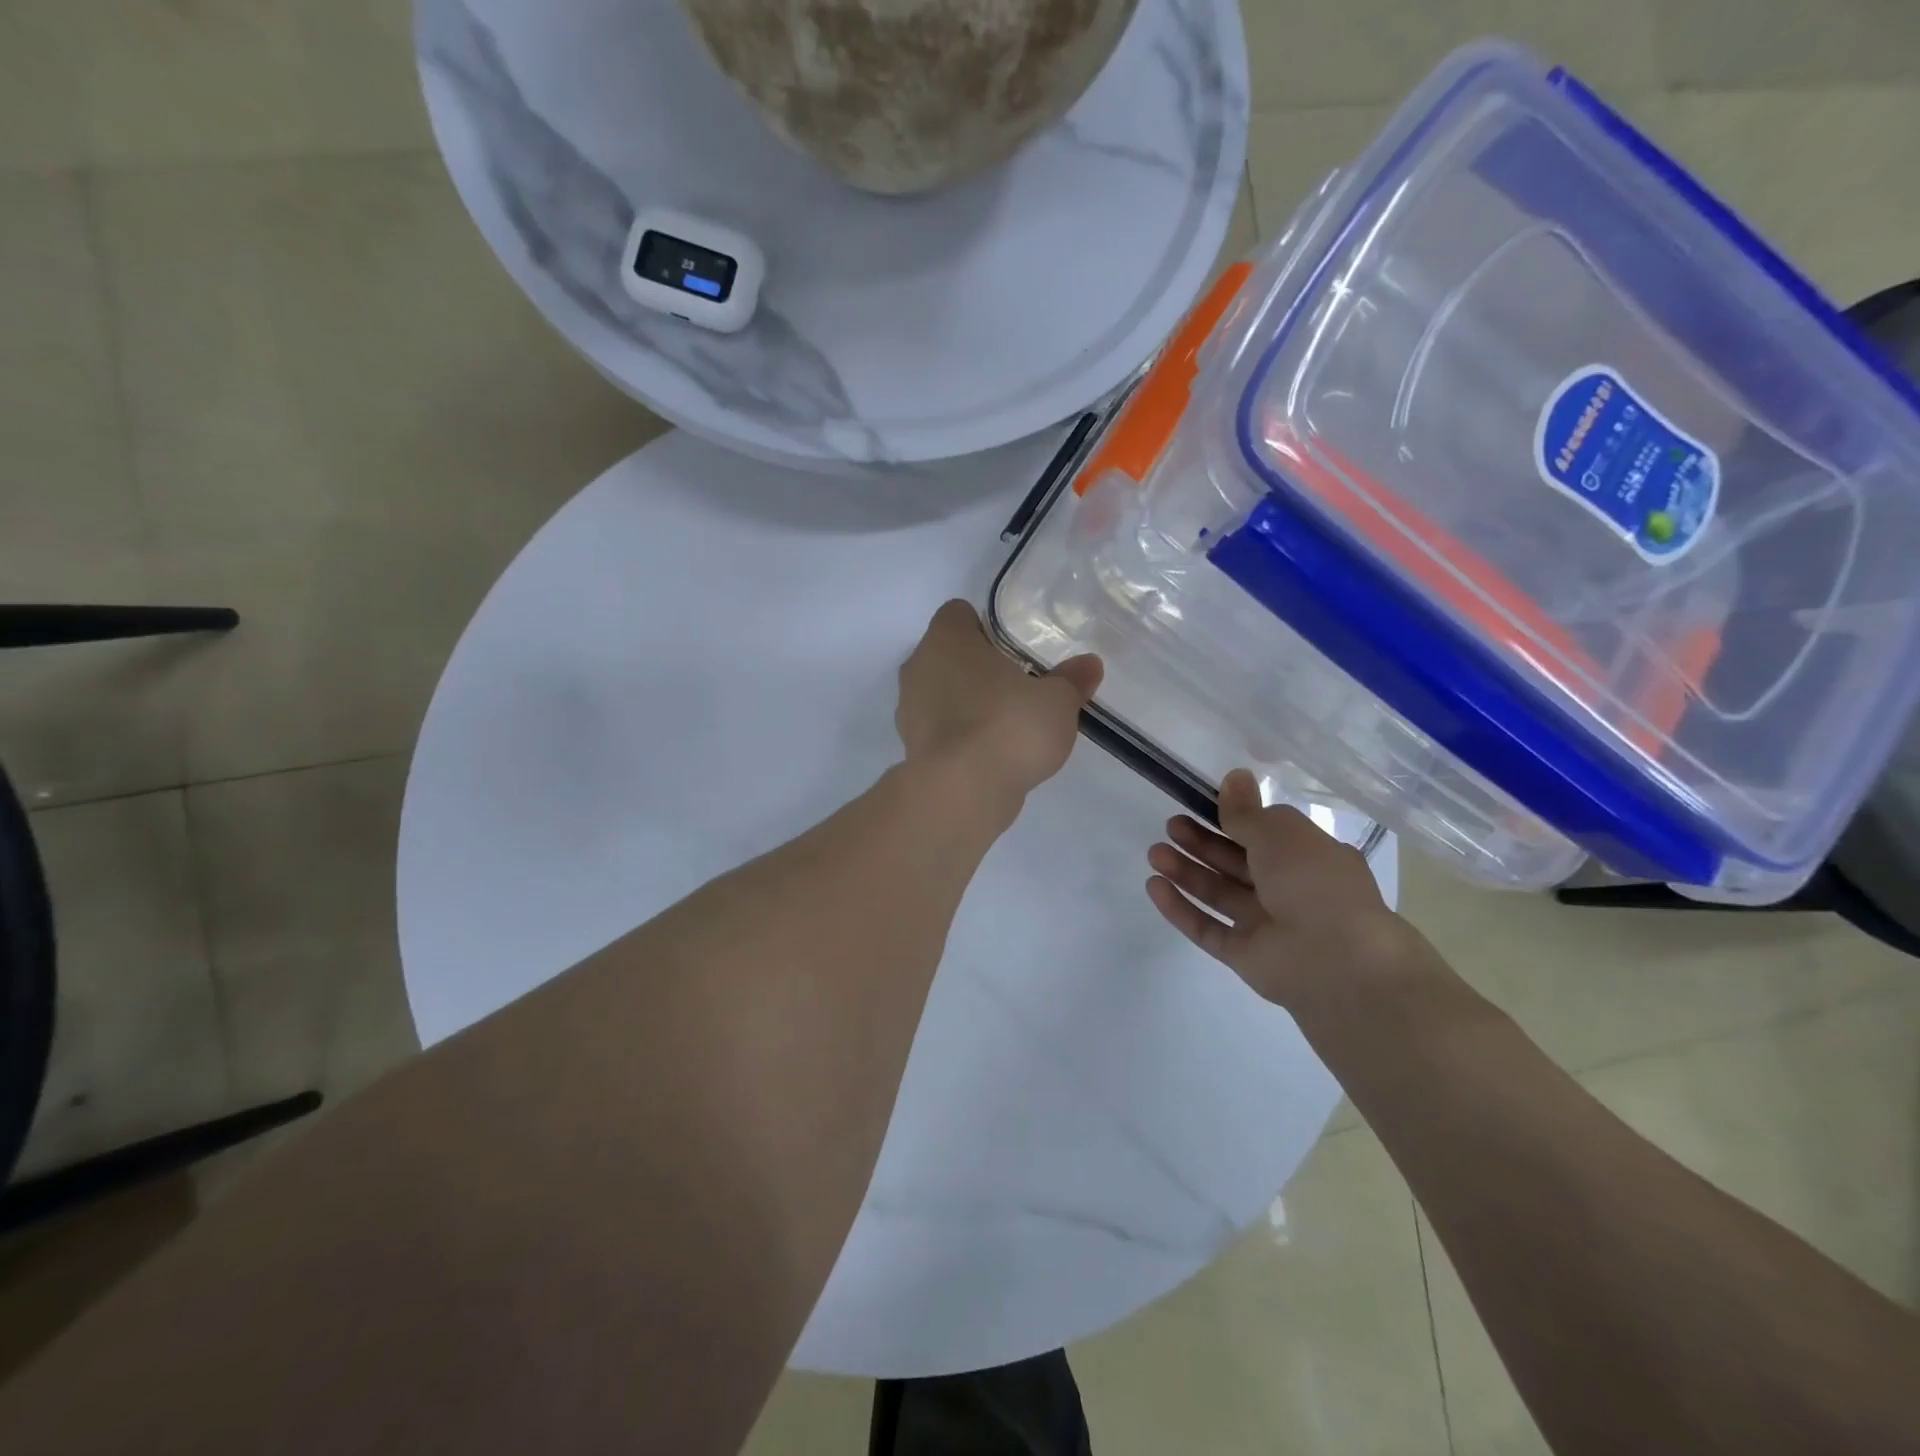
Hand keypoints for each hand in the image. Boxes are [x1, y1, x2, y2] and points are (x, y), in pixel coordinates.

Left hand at [896, 601, 1102, 810]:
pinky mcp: (911, 748)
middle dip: (976, 667)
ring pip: (939, 693)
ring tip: (1005, 724)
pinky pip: (939, 730)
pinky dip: (959, 736)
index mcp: (947, 639)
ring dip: (965, 703)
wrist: (962, 791)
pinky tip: (989, 754)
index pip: (957, 614)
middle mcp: (918, 667)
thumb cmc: (1009, 726)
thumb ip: (1071, 680)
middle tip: (1016, 685)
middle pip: (947, 655)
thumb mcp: (1057, 701)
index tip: (1012, 647)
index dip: (984, 626)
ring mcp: (908, 710)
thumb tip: (1089, 665)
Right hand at [1145, 769, 1438, 1017]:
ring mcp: (1266, 925)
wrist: (1337, 960)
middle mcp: (1289, 890)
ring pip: (1219, 893)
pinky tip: (1154, 886)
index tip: (1198, 804)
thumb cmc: (1313, 882)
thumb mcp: (1280, 833)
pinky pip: (1207, 928)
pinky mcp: (1244, 955)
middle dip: (1202, 843)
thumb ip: (1247, 811)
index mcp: (1308, 858)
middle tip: (1171, 826)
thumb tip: (1234, 776)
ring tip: (1155, 853)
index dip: (1230, 819)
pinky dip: (1181, 909)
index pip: (1264, 834)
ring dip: (1186, 872)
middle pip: (1236, 863)